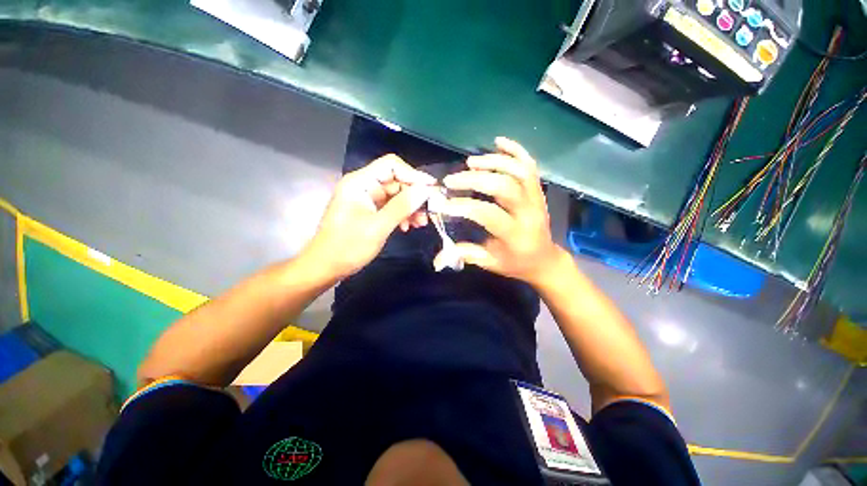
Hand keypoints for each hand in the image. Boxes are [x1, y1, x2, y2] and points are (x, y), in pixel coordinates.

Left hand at [304, 155, 435, 278]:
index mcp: (360, 183)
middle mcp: (363, 186)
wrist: (326, 267)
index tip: (432, 188)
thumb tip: (425, 190)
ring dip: (410, 208)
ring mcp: (366, 199)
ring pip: (395, 196)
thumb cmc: (348, 246)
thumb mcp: (378, 226)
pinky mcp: (369, 211)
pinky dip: (401, 215)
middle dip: (414, 196)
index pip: (391, 166)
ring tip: (421, 223)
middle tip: (429, 212)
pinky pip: (390, 207)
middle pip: (396, 182)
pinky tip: (407, 227)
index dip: (413, 174)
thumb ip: (402, 206)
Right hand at [434, 137, 562, 285]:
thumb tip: (437, 260)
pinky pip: (530, 165)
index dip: (463, 206)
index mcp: (515, 234)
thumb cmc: (515, 263)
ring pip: (518, 170)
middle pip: (504, 186)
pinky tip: (498, 142)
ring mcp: (537, 198)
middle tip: (451, 180)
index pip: (487, 213)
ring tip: (470, 162)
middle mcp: (529, 212)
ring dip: (493, 161)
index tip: (442, 204)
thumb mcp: (490, 263)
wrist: (544, 259)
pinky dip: (515, 150)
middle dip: (474, 179)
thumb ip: (466, 255)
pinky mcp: (538, 190)